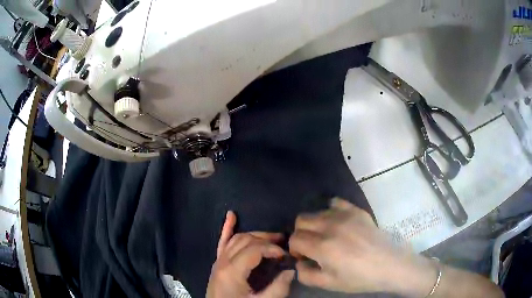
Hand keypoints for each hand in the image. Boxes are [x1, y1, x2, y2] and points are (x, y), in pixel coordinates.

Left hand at [206, 211, 294, 297]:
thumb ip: (277, 289)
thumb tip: (291, 271)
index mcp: (232, 271)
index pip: (254, 249)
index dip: (272, 249)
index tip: (286, 255)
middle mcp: (223, 261)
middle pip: (246, 240)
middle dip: (266, 239)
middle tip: (283, 243)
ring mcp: (218, 261)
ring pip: (236, 238)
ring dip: (255, 235)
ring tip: (272, 237)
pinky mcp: (217, 263)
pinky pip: (222, 242)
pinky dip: (227, 228)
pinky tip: (231, 215)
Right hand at [289, 198, 434, 295]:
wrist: (389, 264)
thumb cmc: (359, 278)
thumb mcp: (329, 284)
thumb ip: (306, 275)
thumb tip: (300, 262)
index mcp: (322, 246)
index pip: (294, 239)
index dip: (295, 249)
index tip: (305, 257)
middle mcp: (330, 226)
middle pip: (301, 221)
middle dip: (302, 234)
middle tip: (313, 246)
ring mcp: (344, 215)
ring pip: (316, 212)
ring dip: (315, 225)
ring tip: (327, 236)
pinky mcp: (356, 210)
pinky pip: (335, 202)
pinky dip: (331, 211)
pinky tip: (338, 223)